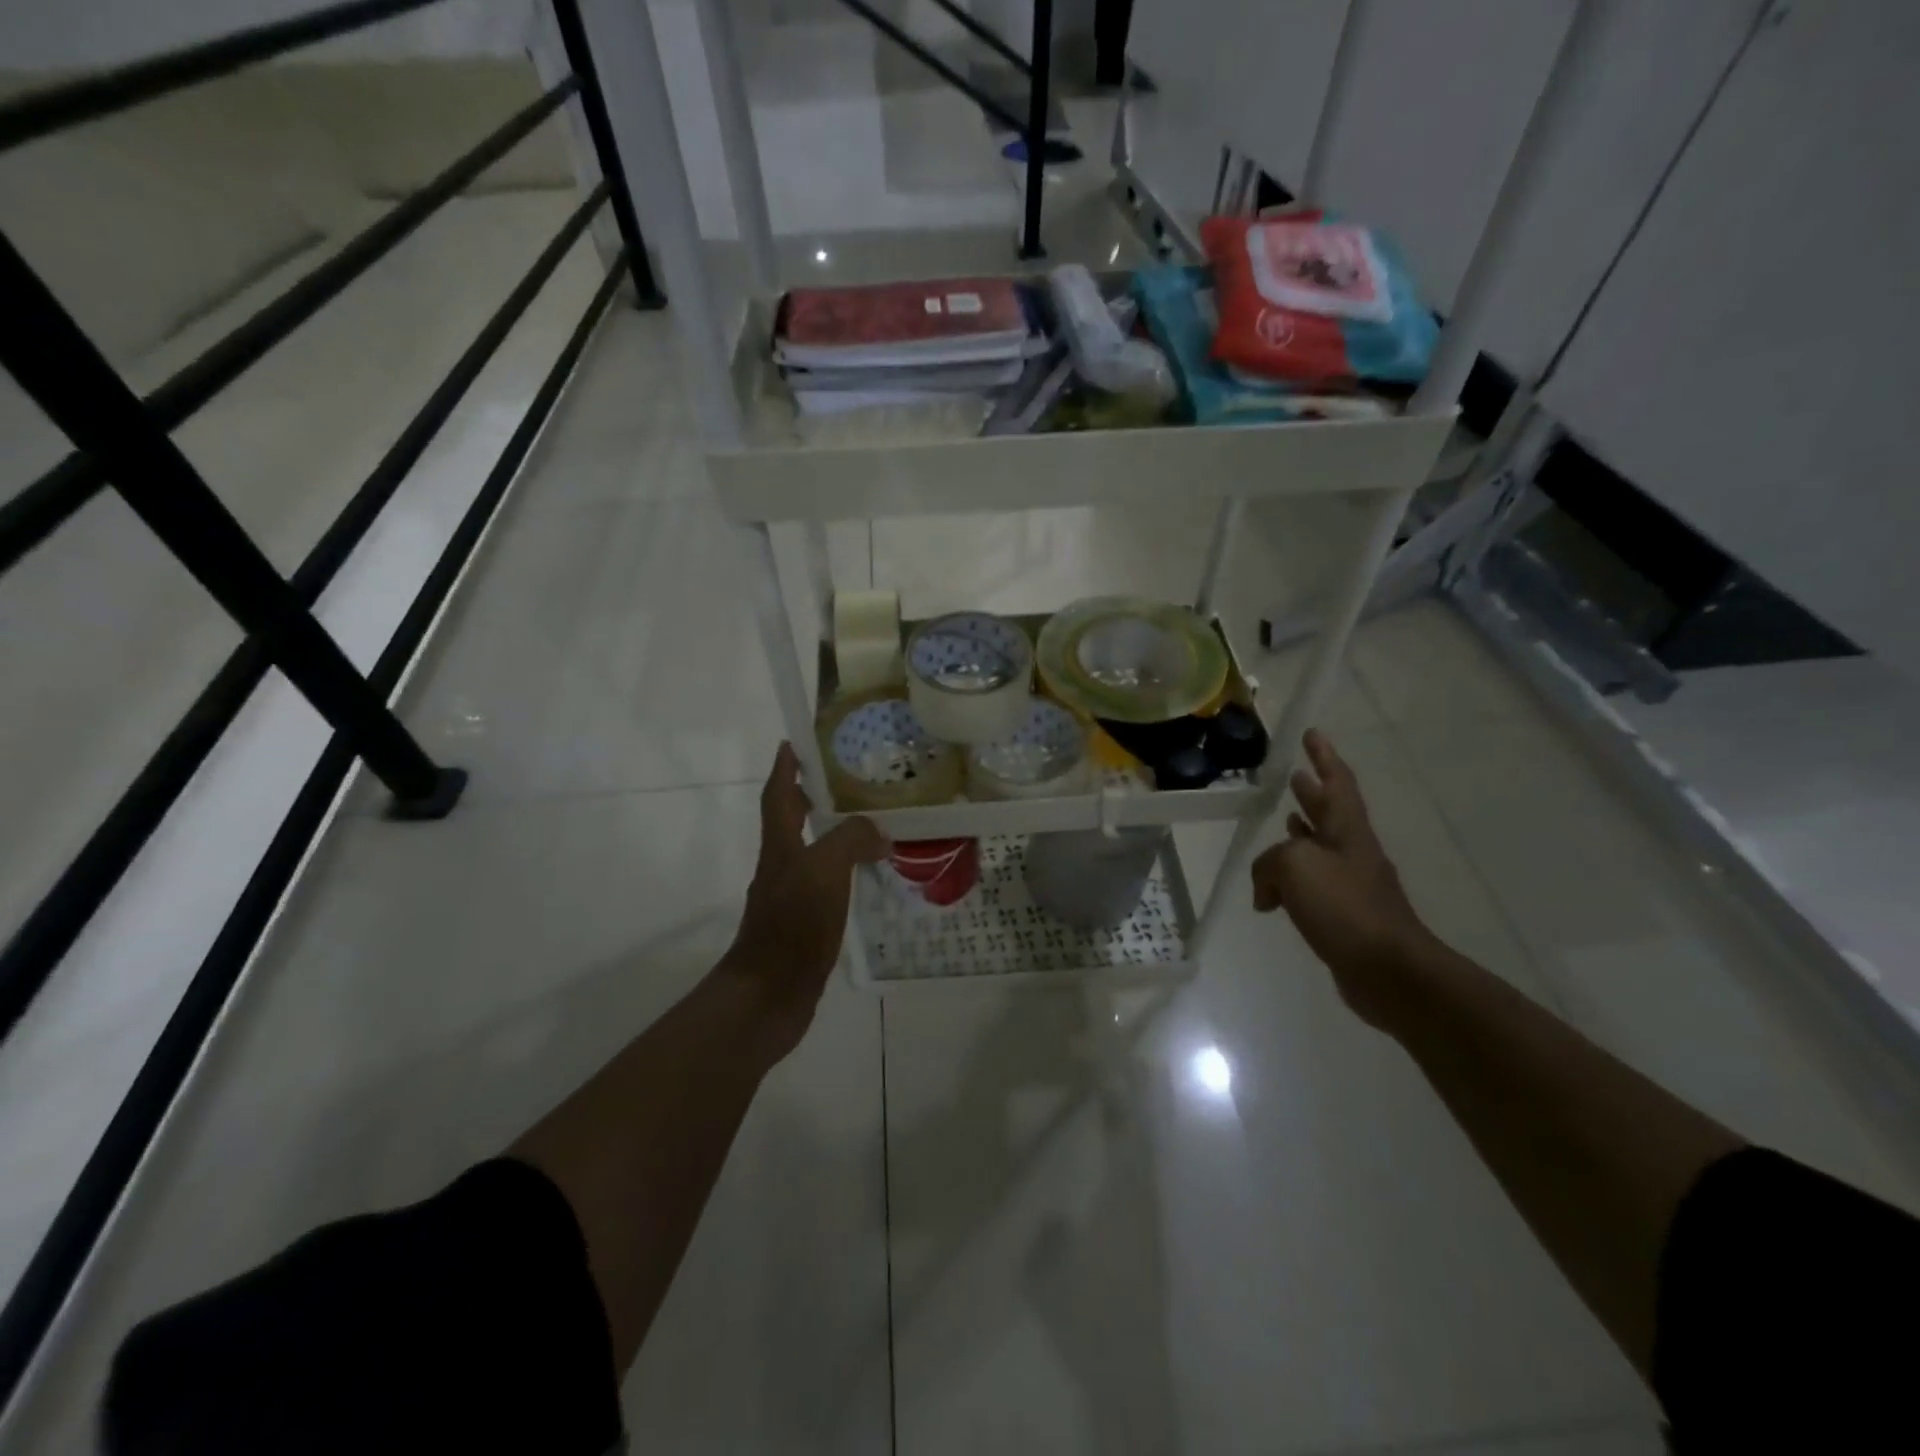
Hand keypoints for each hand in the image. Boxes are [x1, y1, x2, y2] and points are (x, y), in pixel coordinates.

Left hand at [719, 743, 887, 1063]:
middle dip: (811, 797)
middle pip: (791, 821)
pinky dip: (843, 872)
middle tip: (847, 781)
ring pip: (811, 853)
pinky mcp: (803, 925)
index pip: (778, 795)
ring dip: (832, 834)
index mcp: (780, 847)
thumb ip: (850, 840)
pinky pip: (825, 884)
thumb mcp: (823, 870)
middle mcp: (780, 867)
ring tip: (868, 825)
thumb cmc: (792, 925)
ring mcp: (790, 898)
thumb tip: (878, 834)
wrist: (769, 996)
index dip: (785, 767)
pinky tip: (866, 878)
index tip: (795, 742)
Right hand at [1251, 730, 1433, 1024]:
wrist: (1388, 970)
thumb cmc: (1344, 907)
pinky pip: (1313, 882)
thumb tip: (1266, 890)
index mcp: (1347, 830)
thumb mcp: (1294, 868)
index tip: (1313, 733)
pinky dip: (1294, 874)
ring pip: (1320, 846)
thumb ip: (1269, 864)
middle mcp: (1352, 850)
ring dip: (1303, 829)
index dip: (1324, 757)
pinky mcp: (1345, 913)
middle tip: (1294, 773)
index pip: (1336, 782)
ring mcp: (1352, 883)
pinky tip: (1277, 884)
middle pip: (1330, 811)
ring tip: (1285, 816)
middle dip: (1312, 790)